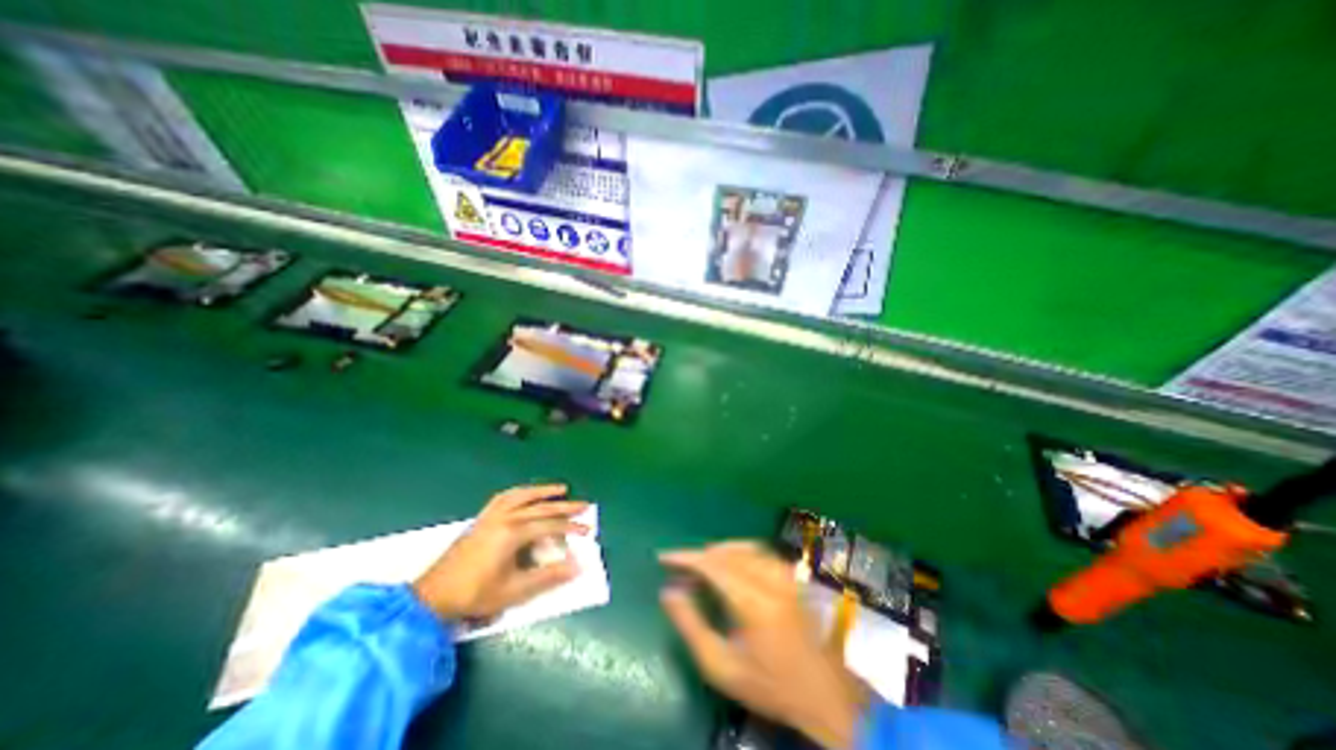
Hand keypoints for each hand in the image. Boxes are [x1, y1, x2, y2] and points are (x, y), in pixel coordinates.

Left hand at [417, 485, 584, 621]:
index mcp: (512, 533)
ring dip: (543, 491)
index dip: (570, 528)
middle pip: (540, 507)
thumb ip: (547, 577)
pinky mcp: (481, 518)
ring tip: (560, 489)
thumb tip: (576, 566)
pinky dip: (521, 492)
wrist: (433, 596)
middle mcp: (504, 517)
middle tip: (584, 505)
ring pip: (523, 495)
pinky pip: (505, 497)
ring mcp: (491, 515)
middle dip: (565, 506)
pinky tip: (526, 493)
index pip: (550, 525)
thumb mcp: (514, 590)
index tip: (587, 530)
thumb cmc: (475, 595)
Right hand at [660, 543, 867, 749]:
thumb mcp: (721, 666)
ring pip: (742, 547)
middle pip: (726, 552)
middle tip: (681, 572)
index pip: (712, 564)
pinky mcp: (792, 573)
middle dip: (699, 557)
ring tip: (700, 570)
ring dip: (717, 553)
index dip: (685, 557)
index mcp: (753, 600)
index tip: (663, 558)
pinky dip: (736, 553)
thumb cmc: (769, 683)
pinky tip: (728, 567)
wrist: (824, 692)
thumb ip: (690, 625)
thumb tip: (668, 591)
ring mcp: (785, 572)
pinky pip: (757, 551)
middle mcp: (770, 577)